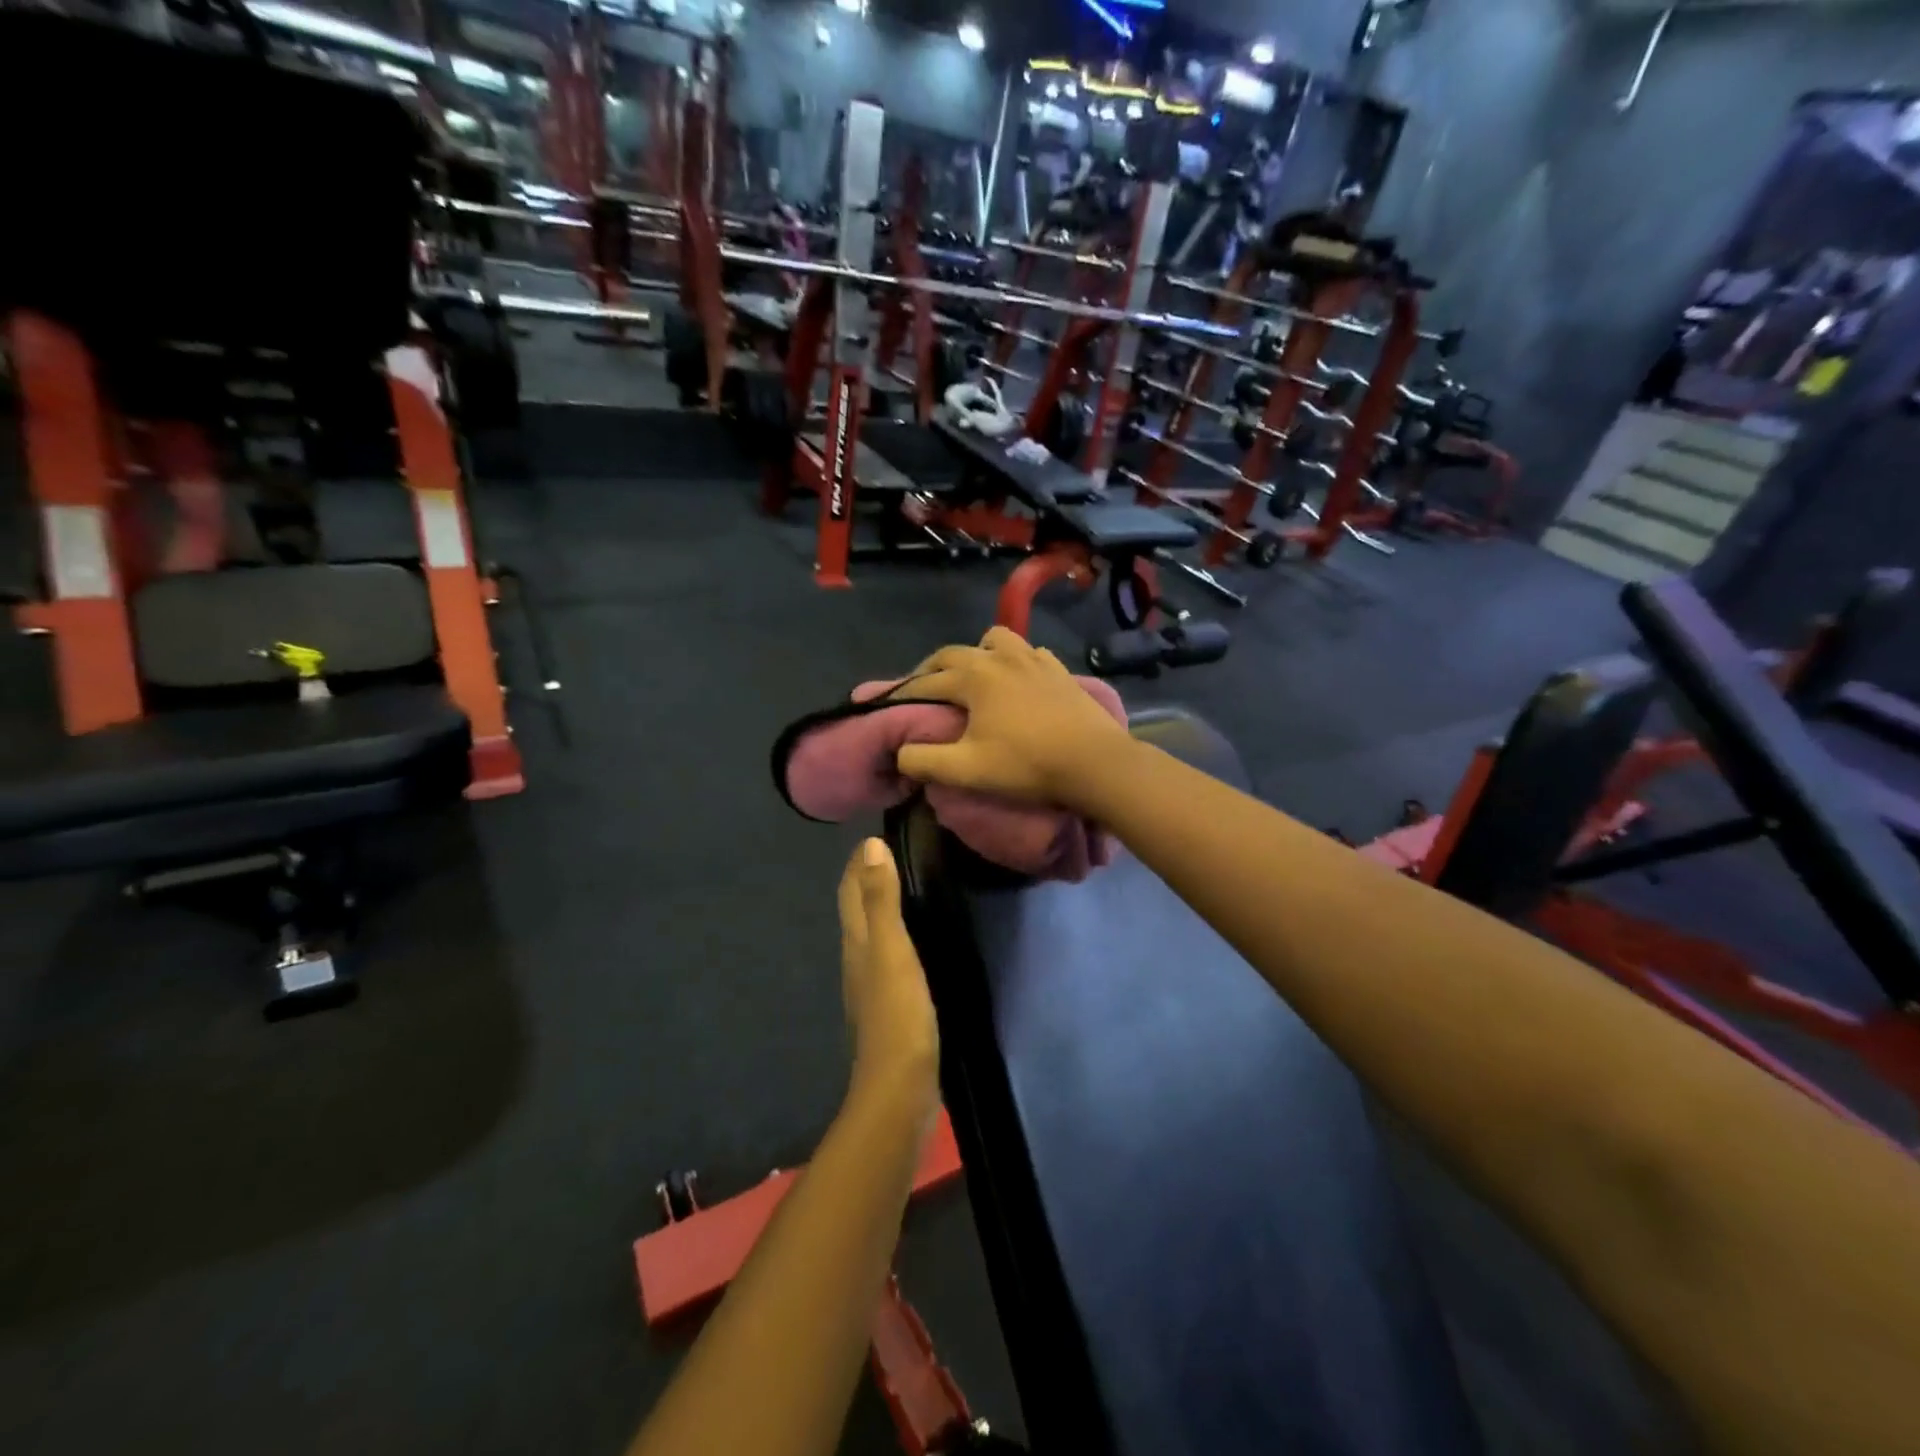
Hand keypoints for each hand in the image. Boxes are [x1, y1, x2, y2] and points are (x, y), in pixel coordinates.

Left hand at [839, 839, 938, 1111]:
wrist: (899, 1088)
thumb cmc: (898, 1014)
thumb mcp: (892, 950)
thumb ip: (881, 900)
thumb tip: (870, 845)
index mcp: (857, 942)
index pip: (850, 891)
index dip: (858, 863)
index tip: (873, 834)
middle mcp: (857, 959)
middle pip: (856, 910)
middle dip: (866, 879)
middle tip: (890, 852)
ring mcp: (871, 986)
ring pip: (870, 934)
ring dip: (880, 907)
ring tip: (903, 886)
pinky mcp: (889, 1006)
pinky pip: (887, 956)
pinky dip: (895, 935)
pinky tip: (913, 940)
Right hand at [895, 628, 1130, 806]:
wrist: (1094, 762)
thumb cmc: (1026, 764)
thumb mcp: (966, 770)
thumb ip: (923, 760)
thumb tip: (901, 752)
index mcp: (973, 677)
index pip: (926, 682)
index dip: (903, 694)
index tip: (888, 704)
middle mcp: (1000, 657)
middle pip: (954, 654)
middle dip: (932, 669)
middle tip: (922, 689)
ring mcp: (1033, 659)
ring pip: (995, 640)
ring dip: (976, 654)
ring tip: (974, 676)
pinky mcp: (1059, 670)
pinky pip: (1028, 653)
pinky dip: (1014, 660)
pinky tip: (1017, 680)